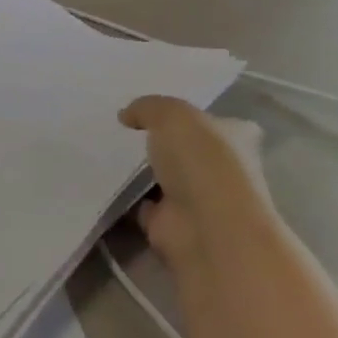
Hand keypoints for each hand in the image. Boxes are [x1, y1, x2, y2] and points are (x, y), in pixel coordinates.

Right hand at [119, 96, 277, 273]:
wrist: (206, 228)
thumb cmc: (203, 162)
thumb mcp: (172, 115)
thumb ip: (148, 108)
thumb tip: (126, 115)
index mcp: (235, 138)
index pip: (218, 122)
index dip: (193, 116)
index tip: (160, 111)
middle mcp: (221, 170)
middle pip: (188, 151)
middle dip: (162, 144)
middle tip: (123, 129)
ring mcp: (197, 199)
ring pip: (164, 178)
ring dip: (141, 172)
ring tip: (104, 151)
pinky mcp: (170, 223)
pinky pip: (141, 205)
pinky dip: (125, 199)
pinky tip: (102, 182)